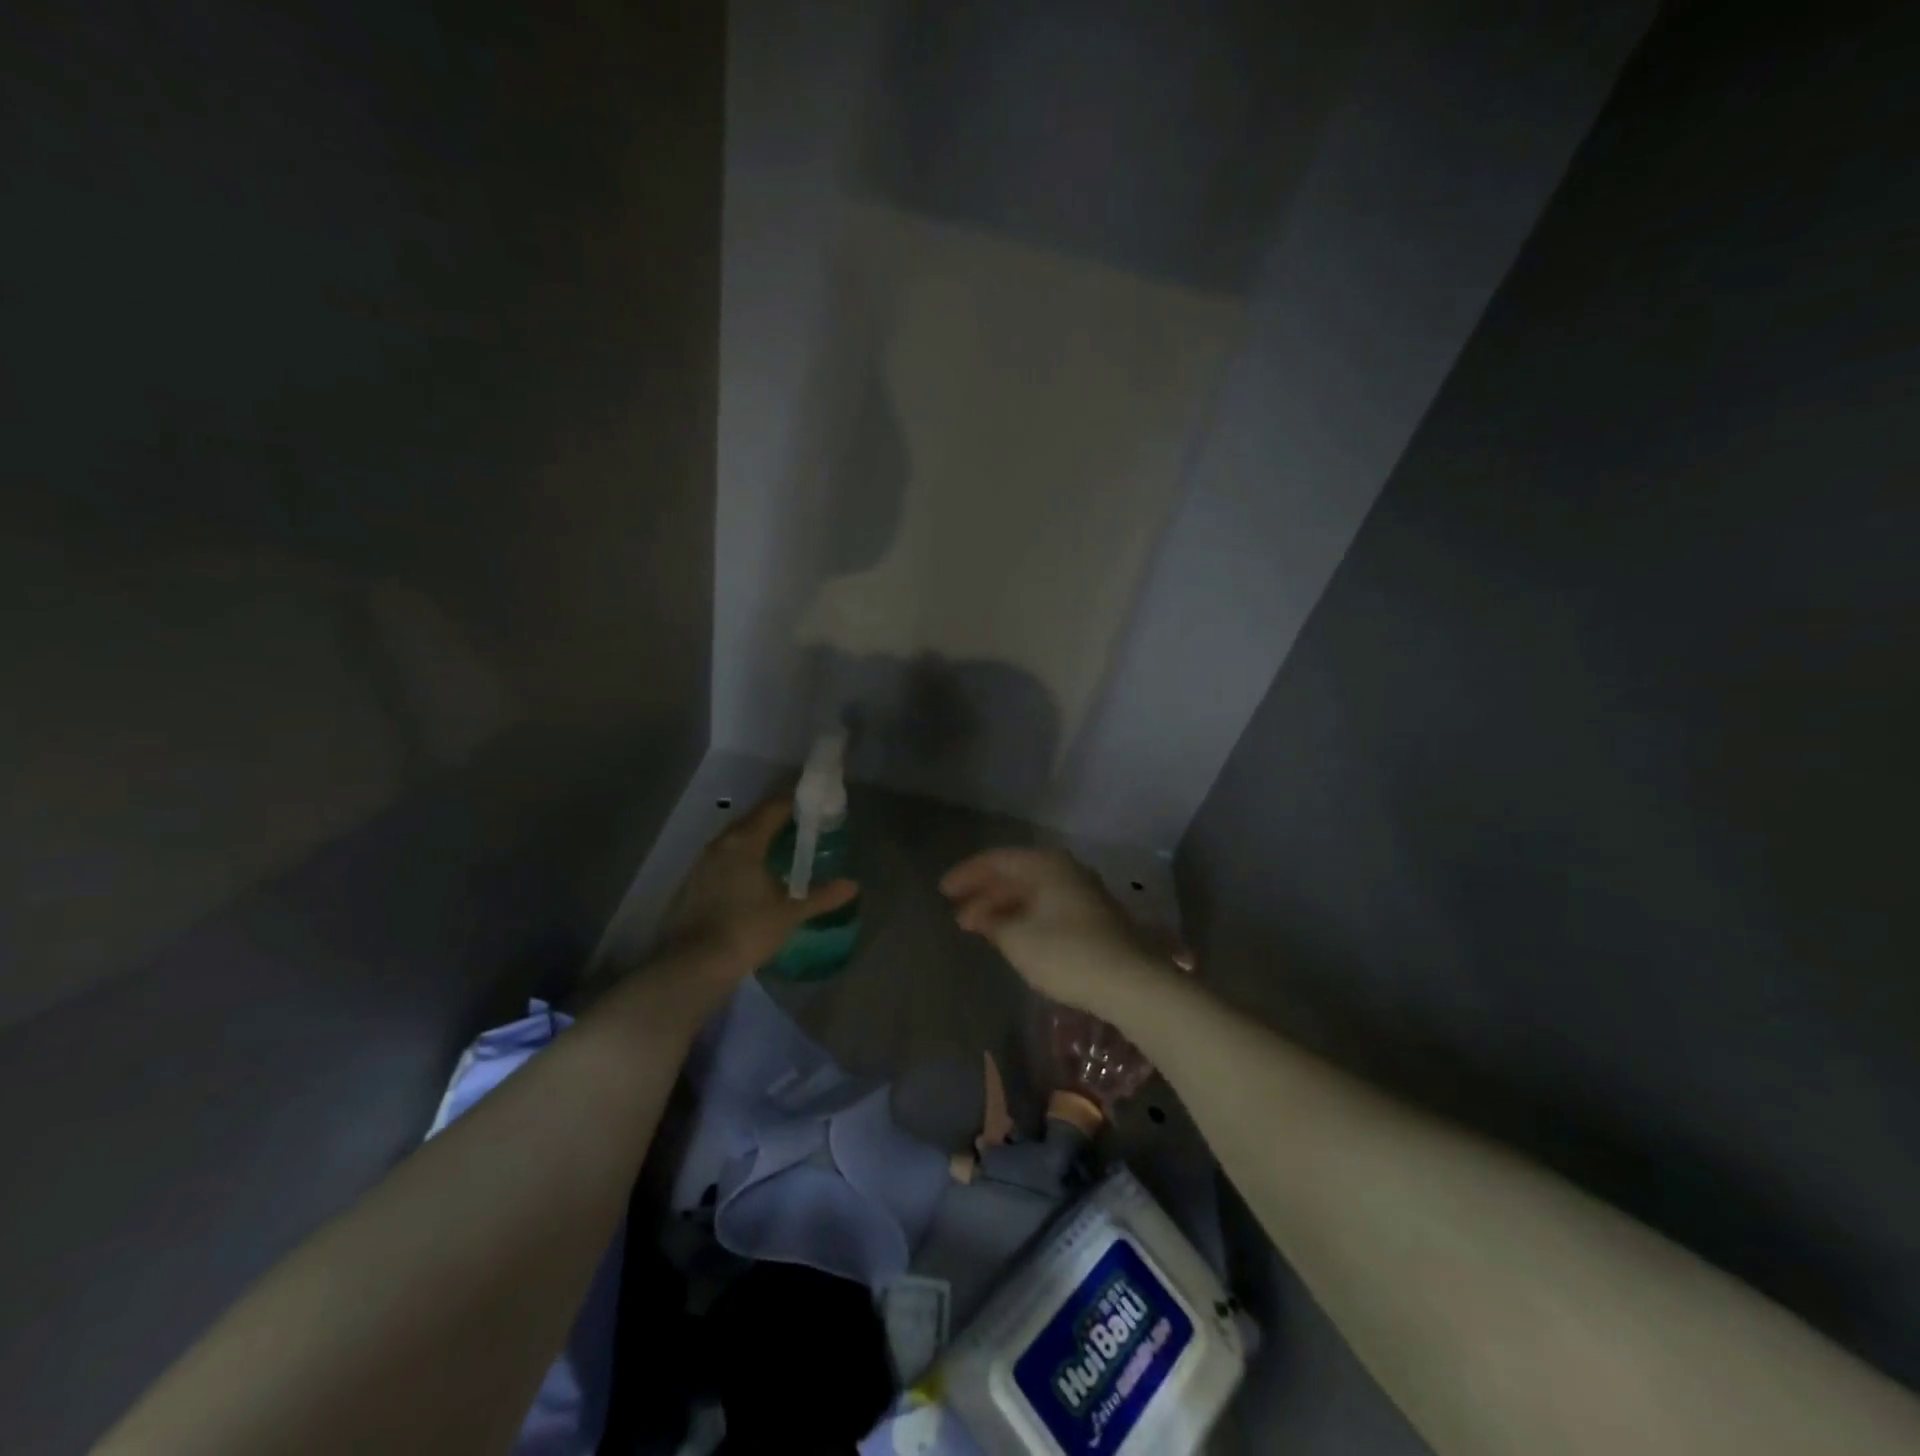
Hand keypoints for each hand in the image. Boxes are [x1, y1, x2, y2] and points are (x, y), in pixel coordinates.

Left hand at [658, 796, 858, 987]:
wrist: (693, 966)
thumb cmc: (747, 930)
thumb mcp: (790, 913)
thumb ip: (821, 896)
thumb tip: (852, 885)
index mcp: (745, 841)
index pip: (773, 808)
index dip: (795, 803)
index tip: (814, 807)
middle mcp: (720, 844)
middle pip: (752, 820)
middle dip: (775, 820)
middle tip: (800, 828)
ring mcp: (700, 864)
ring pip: (733, 841)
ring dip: (755, 840)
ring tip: (778, 852)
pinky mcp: (690, 884)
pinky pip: (720, 860)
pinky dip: (739, 861)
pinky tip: (750, 878)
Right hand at [939, 847, 1170, 1015]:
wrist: (1131, 982)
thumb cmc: (1066, 954)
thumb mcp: (1018, 940)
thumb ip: (991, 922)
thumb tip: (974, 914)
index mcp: (1046, 865)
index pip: (997, 860)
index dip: (967, 875)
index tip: (942, 892)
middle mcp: (1065, 870)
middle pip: (1015, 874)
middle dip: (984, 893)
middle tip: (956, 912)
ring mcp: (1082, 892)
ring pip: (1032, 892)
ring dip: (1003, 907)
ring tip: (978, 927)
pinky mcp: (1092, 916)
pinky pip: (1046, 906)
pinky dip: (1023, 916)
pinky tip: (1011, 935)